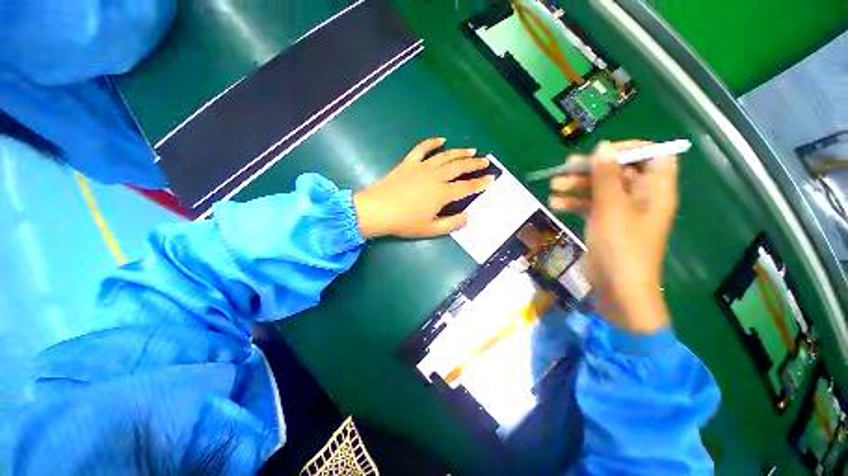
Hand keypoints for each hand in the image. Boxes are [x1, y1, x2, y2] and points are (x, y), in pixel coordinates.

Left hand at [354, 138, 494, 238]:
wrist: (378, 210)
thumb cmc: (404, 222)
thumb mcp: (431, 229)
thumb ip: (452, 223)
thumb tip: (468, 217)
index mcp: (442, 193)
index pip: (467, 187)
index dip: (481, 183)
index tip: (492, 179)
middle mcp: (436, 176)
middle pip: (460, 167)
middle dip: (475, 164)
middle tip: (486, 161)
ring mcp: (422, 167)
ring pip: (445, 156)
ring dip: (460, 152)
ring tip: (472, 150)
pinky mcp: (409, 162)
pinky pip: (422, 148)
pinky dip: (432, 142)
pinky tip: (441, 140)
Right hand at [549, 141, 678, 333]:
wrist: (616, 287)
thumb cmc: (621, 247)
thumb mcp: (612, 209)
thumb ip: (607, 177)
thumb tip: (603, 146)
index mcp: (655, 190)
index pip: (654, 156)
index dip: (631, 149)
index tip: (602, 152)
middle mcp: (641, 197)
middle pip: (619, 172)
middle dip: (592, 169)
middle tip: (565, 169)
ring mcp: (621, 211)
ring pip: (600, 189)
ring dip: (577, 186)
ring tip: (554, 187)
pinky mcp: (605, 223)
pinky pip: (590, 205)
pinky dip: (574, 203)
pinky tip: (555, 204)